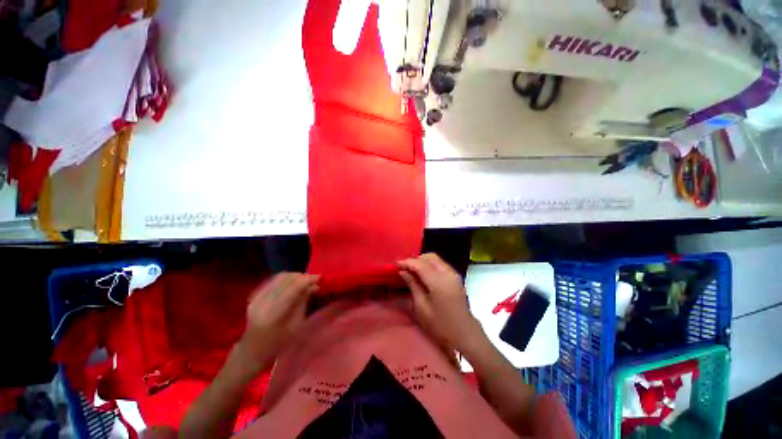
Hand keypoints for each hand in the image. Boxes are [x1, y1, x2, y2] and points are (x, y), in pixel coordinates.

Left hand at [235, 273, 319, 370]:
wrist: (253, 351)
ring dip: (294, 276)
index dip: (307, 279)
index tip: (320, 277)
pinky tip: (292, 284)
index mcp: (274, 314)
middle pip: (285, 279)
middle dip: (302, 276)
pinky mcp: (254, 296)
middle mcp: (263, 303)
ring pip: (279, 277)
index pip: (293, 288)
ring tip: (304, 281)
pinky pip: (273, 280)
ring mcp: (256, 298)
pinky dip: (286, 279)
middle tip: (313, 280)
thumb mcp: (297, 325)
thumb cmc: (279, 343)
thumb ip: (304, 302)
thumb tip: (314, 285)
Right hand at [399, 254, 484, 353]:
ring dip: (423, 261)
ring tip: (412, 271)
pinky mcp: (456, 277)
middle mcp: (447, 273)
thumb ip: (413, 285)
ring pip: (436, 259)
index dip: (407, 263)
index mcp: (438, 282)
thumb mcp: (422, 307)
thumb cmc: (440, 324)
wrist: (465, 333)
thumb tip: (403, 272)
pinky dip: (431, 265)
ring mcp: (453, 274)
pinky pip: (441, 264)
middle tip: (405, 268)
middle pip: (429, 257)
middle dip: (416, 260)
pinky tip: (424, 274)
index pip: (420, 265)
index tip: (396, 265)